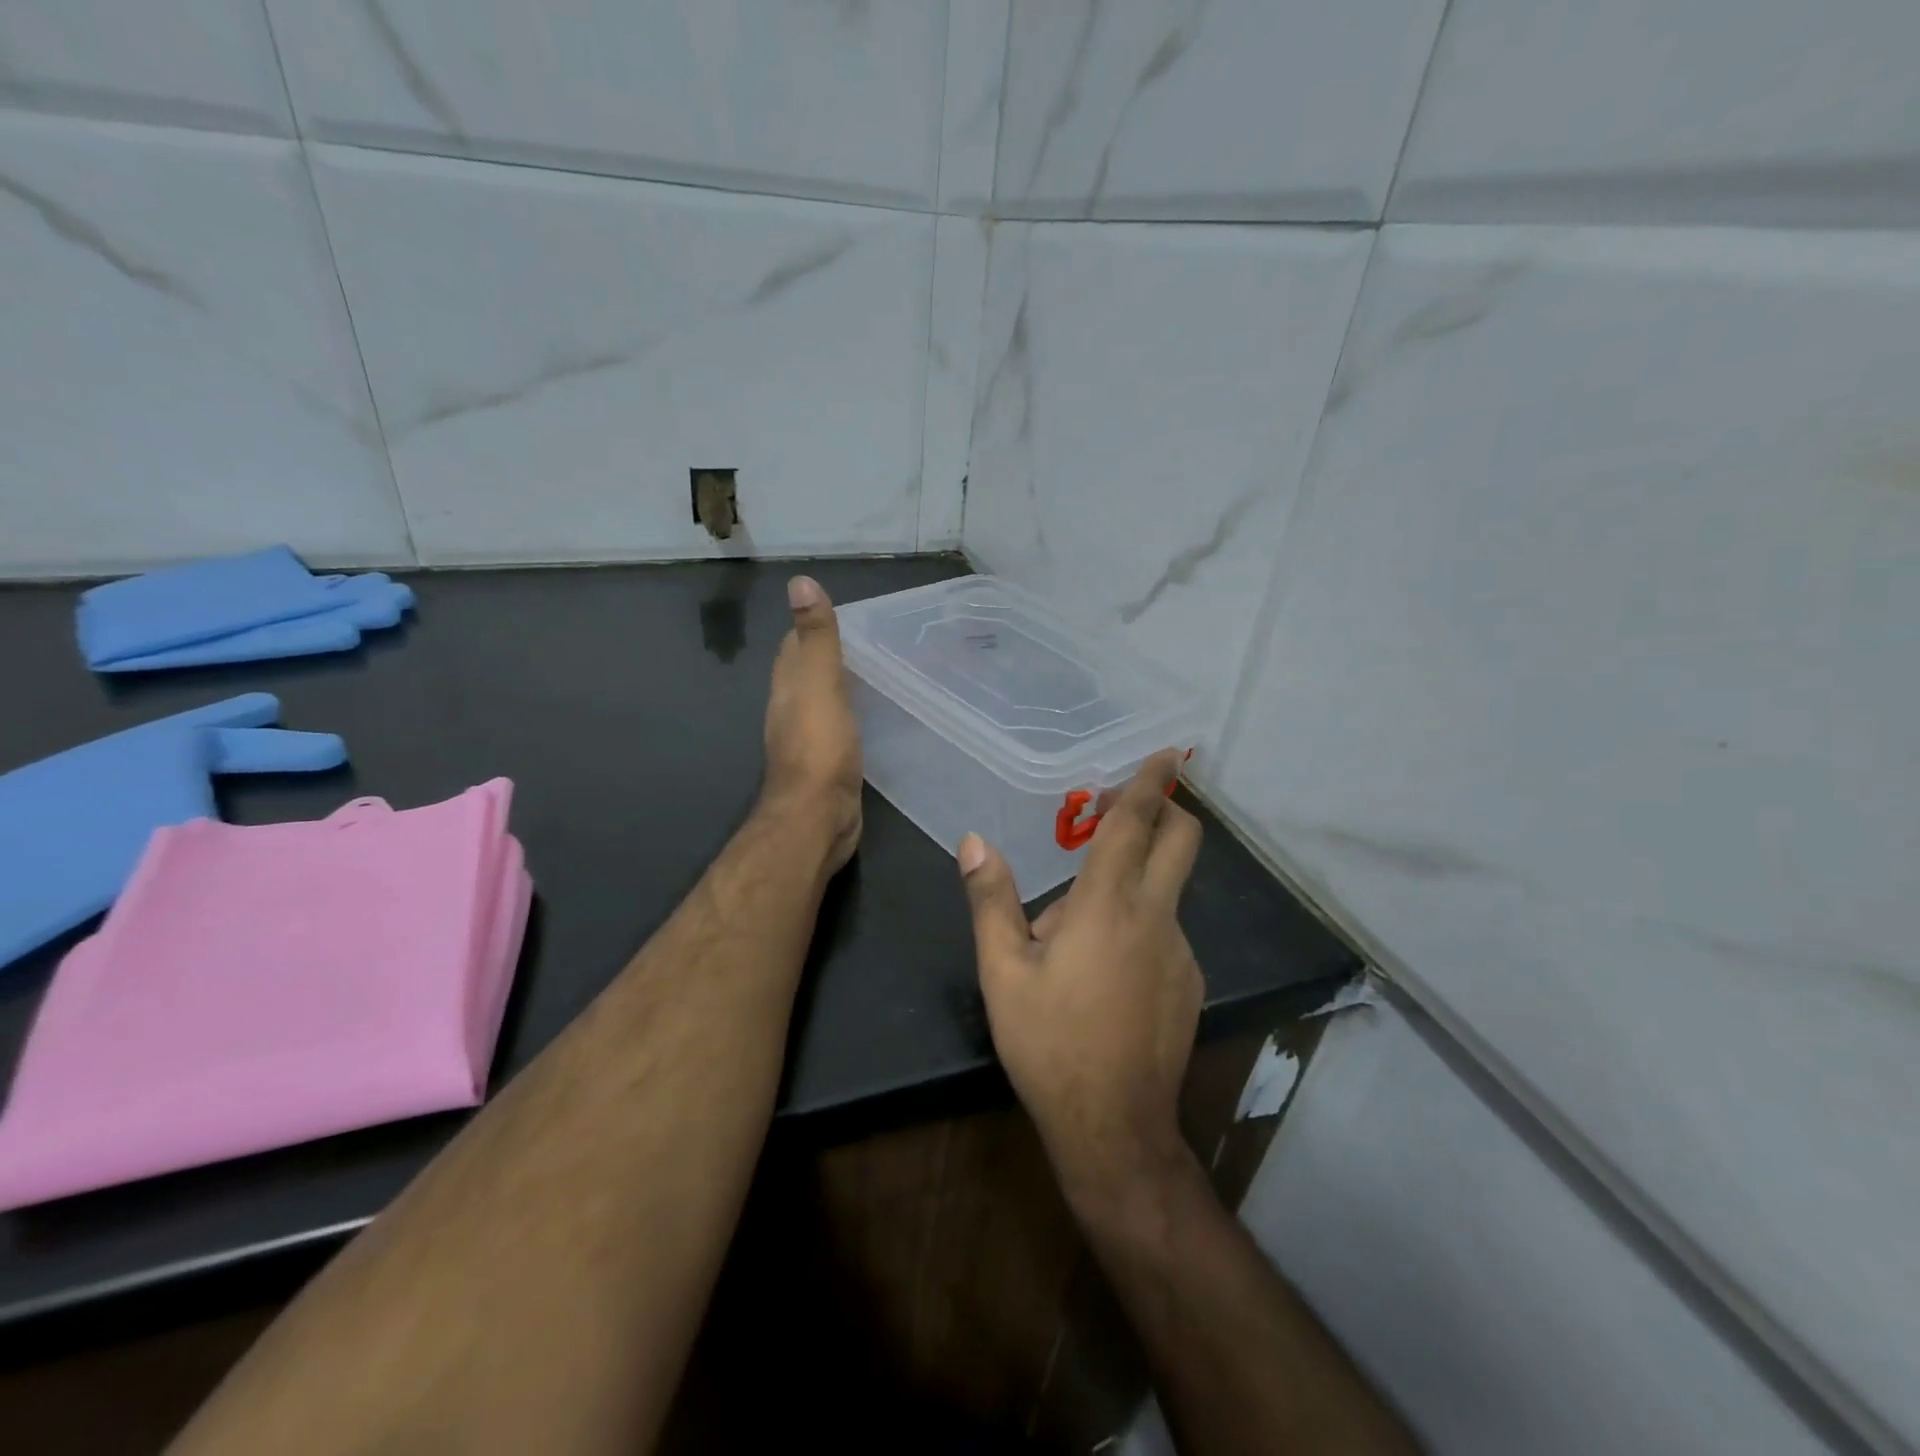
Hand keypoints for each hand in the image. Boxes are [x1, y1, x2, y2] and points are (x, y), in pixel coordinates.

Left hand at [761, 576, 862, 873]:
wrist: (818, 816)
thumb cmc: (819, 747)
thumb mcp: (820, 683)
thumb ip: (816, 638)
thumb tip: (800, 581)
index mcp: (788, 687)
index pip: (794, 647)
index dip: (813, 628)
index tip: (846, 617)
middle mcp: (792, 710)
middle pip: (808, 675)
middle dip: (832, 658)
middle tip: (873, 644)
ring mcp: (809, 740)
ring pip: (825, 703)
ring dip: (844, 688)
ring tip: (880, 675)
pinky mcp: (828, 765)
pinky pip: (841, 730)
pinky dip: (854, 717)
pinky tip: (875, 718)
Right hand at [958, 749, 1203, 1207]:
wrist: (1114, 1126)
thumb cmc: (1049, 1042)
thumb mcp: (1003, 971)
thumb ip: (991, 899)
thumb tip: (973, 841)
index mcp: (1106, 905)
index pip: (1135, 825)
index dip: (1150, 783)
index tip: (1167, 753)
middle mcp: (1154, 917)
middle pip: (1181, 842)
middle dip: (1166, 811)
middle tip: (1120, 813)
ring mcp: (1180, 951)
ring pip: (1163, 893)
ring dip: (1130, 887)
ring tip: (1073, 938)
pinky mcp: (1190, 982)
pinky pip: (1164, 933)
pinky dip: (1138, 927)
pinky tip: (1103, 973)